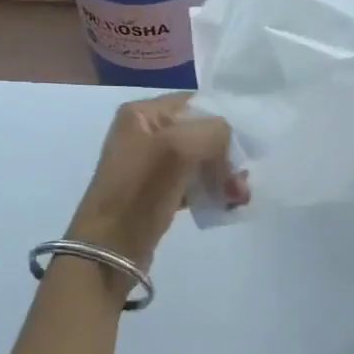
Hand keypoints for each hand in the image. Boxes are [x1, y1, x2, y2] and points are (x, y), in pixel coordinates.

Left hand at [67, 93, 231, 271]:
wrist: (109, 249)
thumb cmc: (140, 191)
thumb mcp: (180, 147)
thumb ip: (213, 131)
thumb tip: (228, 142)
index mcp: (142, 114)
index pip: (196, 104)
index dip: (223, 122)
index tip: (245, 148)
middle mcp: (144, 133)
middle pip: (201, 133)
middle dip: (226, 155)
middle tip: (241, 181)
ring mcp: (150, 164)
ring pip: (200, 160)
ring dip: (224, 176)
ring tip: (239, 198)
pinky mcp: (156, 192)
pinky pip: (192, 183)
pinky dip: (211, 191)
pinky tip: (225, 206)